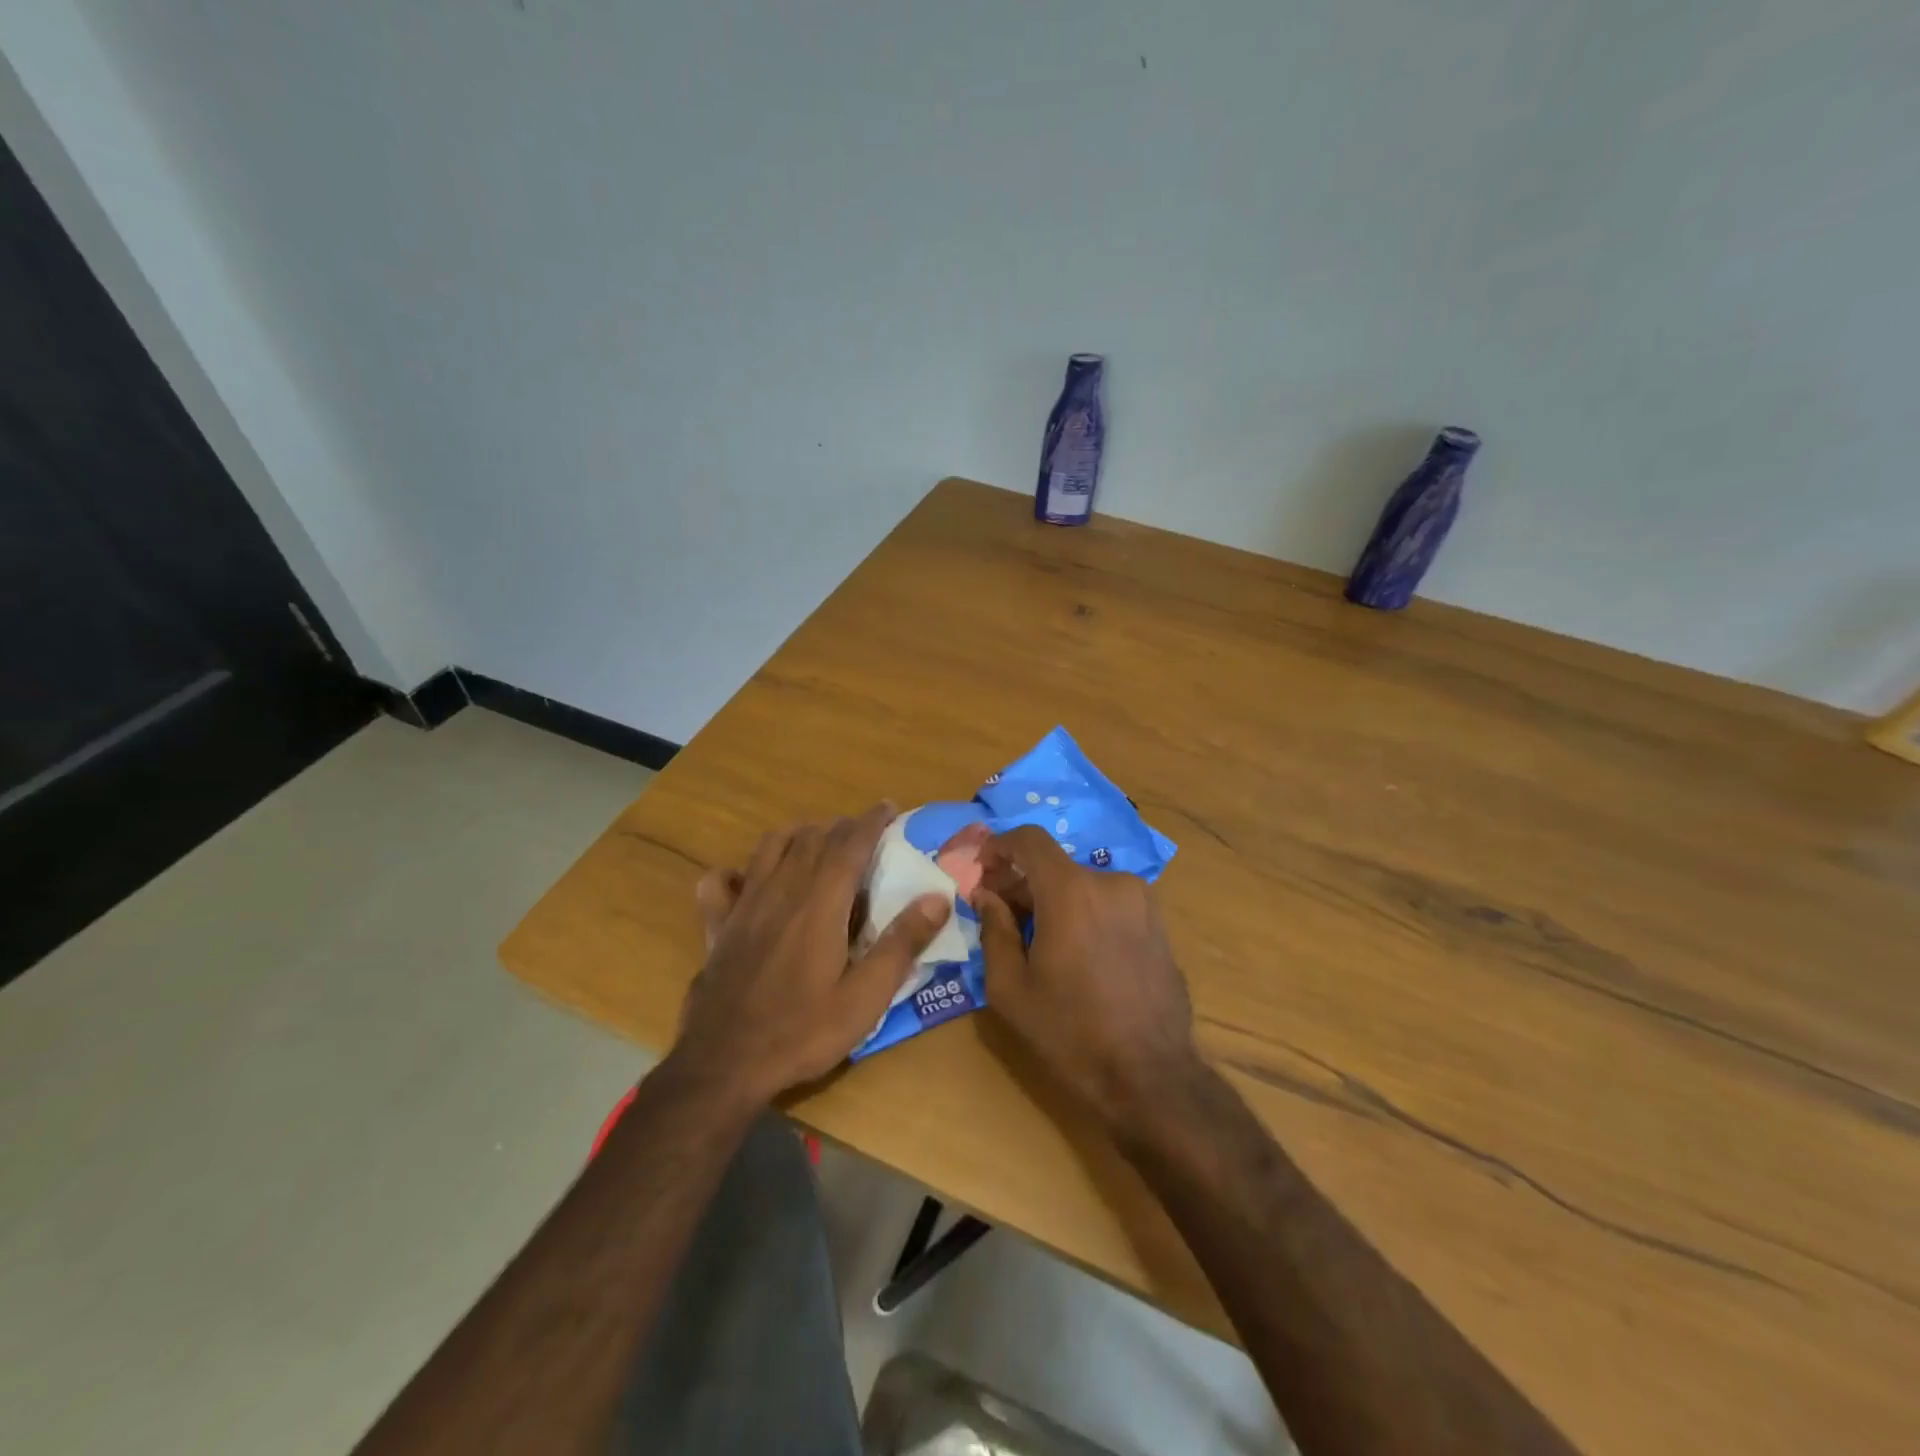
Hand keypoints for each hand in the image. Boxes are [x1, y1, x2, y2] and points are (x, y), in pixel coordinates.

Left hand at [671, 804, 950, 1105]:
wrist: (724, 1065)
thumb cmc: (802, 1032)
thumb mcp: (865, 998)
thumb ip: (901, 944)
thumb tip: (938, 898)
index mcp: (820, 904)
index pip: (849, 845)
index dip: (870, 821)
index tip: (887, 807)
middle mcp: (781, 891)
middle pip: (813, 839)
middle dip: (841, 827)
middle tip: (863, 832)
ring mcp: (744, 905)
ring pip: (771, 847)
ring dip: (799, 835)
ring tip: (818, 843)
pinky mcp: (718, 926)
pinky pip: (720, 882)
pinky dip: (737, 871)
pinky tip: (748, 880)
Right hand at [972, 826, 1202, 1124]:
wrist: (1151, 1076)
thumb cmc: (1070, 1032)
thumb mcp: (1011, 988)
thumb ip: (994, 930)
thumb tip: (987, 895)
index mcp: (1071, 892)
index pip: (1030, 840)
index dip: (1000, 846)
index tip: (982, 869)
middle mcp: (1110, 883)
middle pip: (1055, 865)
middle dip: (1022, 882)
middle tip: (1001, 913)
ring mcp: (1141, 900)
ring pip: (1082, 884)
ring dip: (1054, 899)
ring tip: (1038, 939)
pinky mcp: (1158, 922)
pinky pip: (1108, 902)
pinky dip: (1084, 911)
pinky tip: (1076, 951)